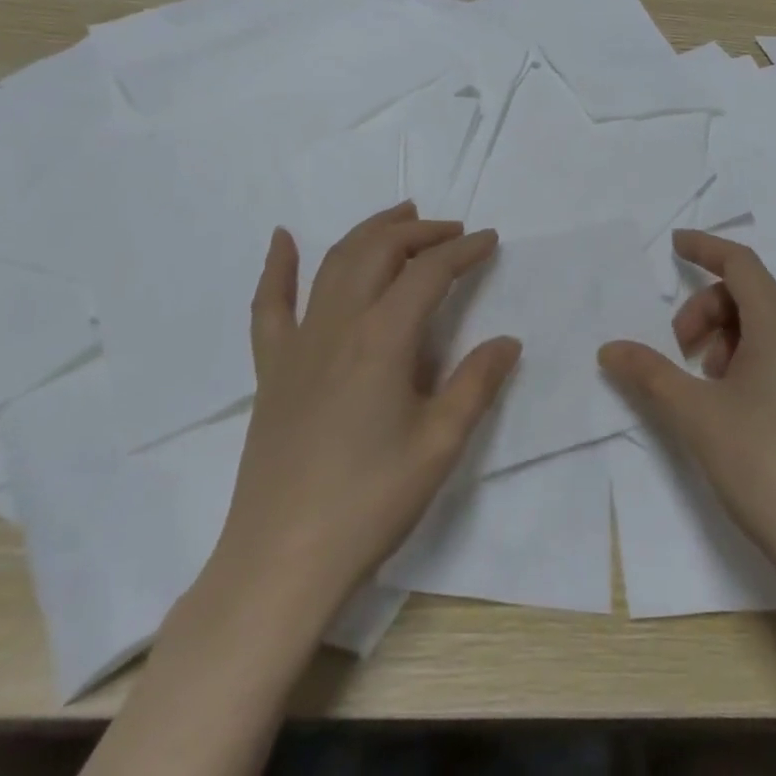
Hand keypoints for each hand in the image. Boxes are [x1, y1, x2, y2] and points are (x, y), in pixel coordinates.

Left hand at [197, 202, 519, 625]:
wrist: (281, 561)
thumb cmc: (370, 502)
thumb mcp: (439, 445)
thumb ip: (475, 384)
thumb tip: (507, 341)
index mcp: (383, 338)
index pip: (430, 273)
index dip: (463, 250)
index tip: (489, 239)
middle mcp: (339, 323)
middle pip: (381, 251)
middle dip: (420, 231)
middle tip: (452, 230)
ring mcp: (299, 342)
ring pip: (335, 262)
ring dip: (370, 230)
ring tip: (400, 215)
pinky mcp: (272, 366)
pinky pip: (269, 304)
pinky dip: (276, 266)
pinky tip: (282, 239)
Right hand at [598, 229, 775, 617]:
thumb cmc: (766, 466)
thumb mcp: (696, 416)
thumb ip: (650, 374)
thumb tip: (609, 348)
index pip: (741, 262)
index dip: (705, 247)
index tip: (674, 246)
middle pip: (754, 292)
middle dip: (711, 307)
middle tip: (682, 350)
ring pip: (774, 325)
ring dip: (733, 335)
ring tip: (708, 381)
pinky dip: (755, 358)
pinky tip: (737, 407)